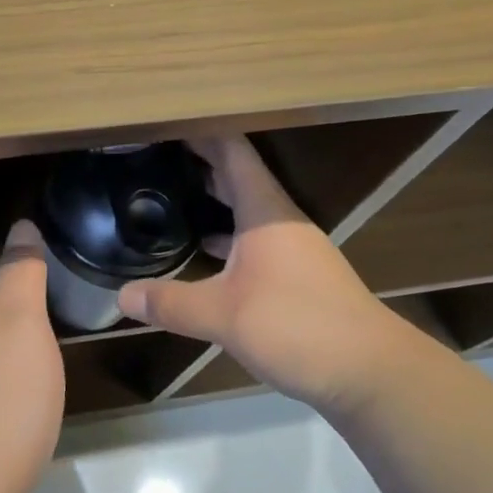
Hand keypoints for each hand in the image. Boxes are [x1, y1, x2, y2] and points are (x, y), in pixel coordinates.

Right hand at [117, 135, 413, 415]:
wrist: (371, 373)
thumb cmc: (297, 325)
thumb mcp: (223, 315)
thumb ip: (171, 303)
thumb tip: (121, 296)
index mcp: (264, 210)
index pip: (232, 151)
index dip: (201, 131)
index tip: (168, 120)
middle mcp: (279, 219)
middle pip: (238, 173)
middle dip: (201, 158)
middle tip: (157, 150)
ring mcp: (292, 246)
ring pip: (246, 206)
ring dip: (214, 195)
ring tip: (172, 189)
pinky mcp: (297, 274)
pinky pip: (253, 236)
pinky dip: (227, 232)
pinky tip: (203, 247)